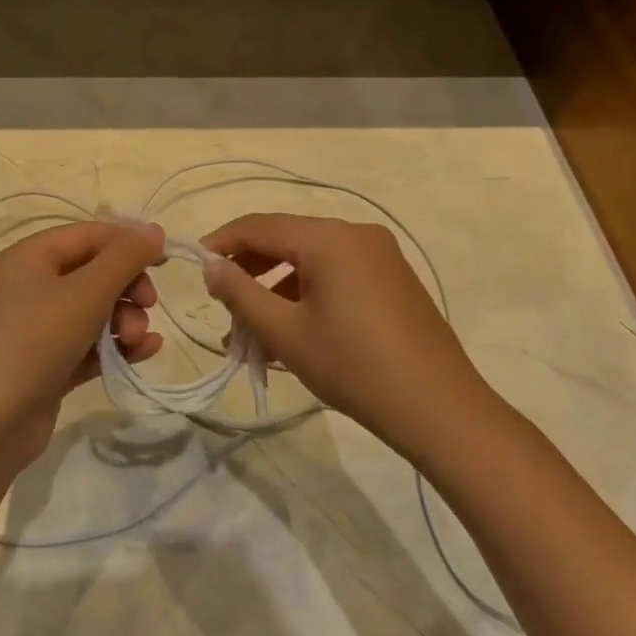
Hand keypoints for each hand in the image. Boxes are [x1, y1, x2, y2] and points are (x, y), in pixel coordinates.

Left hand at [0, 220, 164, 479]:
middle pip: (94, 272)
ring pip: (95, 310)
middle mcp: (30, 286)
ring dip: (124, 320)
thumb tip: (154, 229)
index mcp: (30, 257)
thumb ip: (124, 258)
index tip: (165, 261)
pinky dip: (115, 346)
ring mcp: (37, 327)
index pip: (89, 235)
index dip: (128, 242)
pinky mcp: (47, 364)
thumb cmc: (34, 343)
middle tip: (148, 305)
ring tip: (136, 340)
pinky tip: (143, 354)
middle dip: (127, 288)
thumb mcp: (85, 293)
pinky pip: (89, 344)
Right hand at [200, 213, 493, 450]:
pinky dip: (307, 295)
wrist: (440, 410)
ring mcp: (380, 255)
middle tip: (224, 307)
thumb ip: (240, 293)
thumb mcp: (285, 332)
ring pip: (311, 261)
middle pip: (286, 241)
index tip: (195, 268)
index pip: (259, 226)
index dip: (222, 243)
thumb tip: (210, 265)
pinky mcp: (393, 279)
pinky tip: (292, 333)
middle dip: (250, 272)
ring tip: (253, 334)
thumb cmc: (353, 367)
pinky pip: (337, 275)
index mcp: (329, 238)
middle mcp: (356, 234)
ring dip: (277, 290)